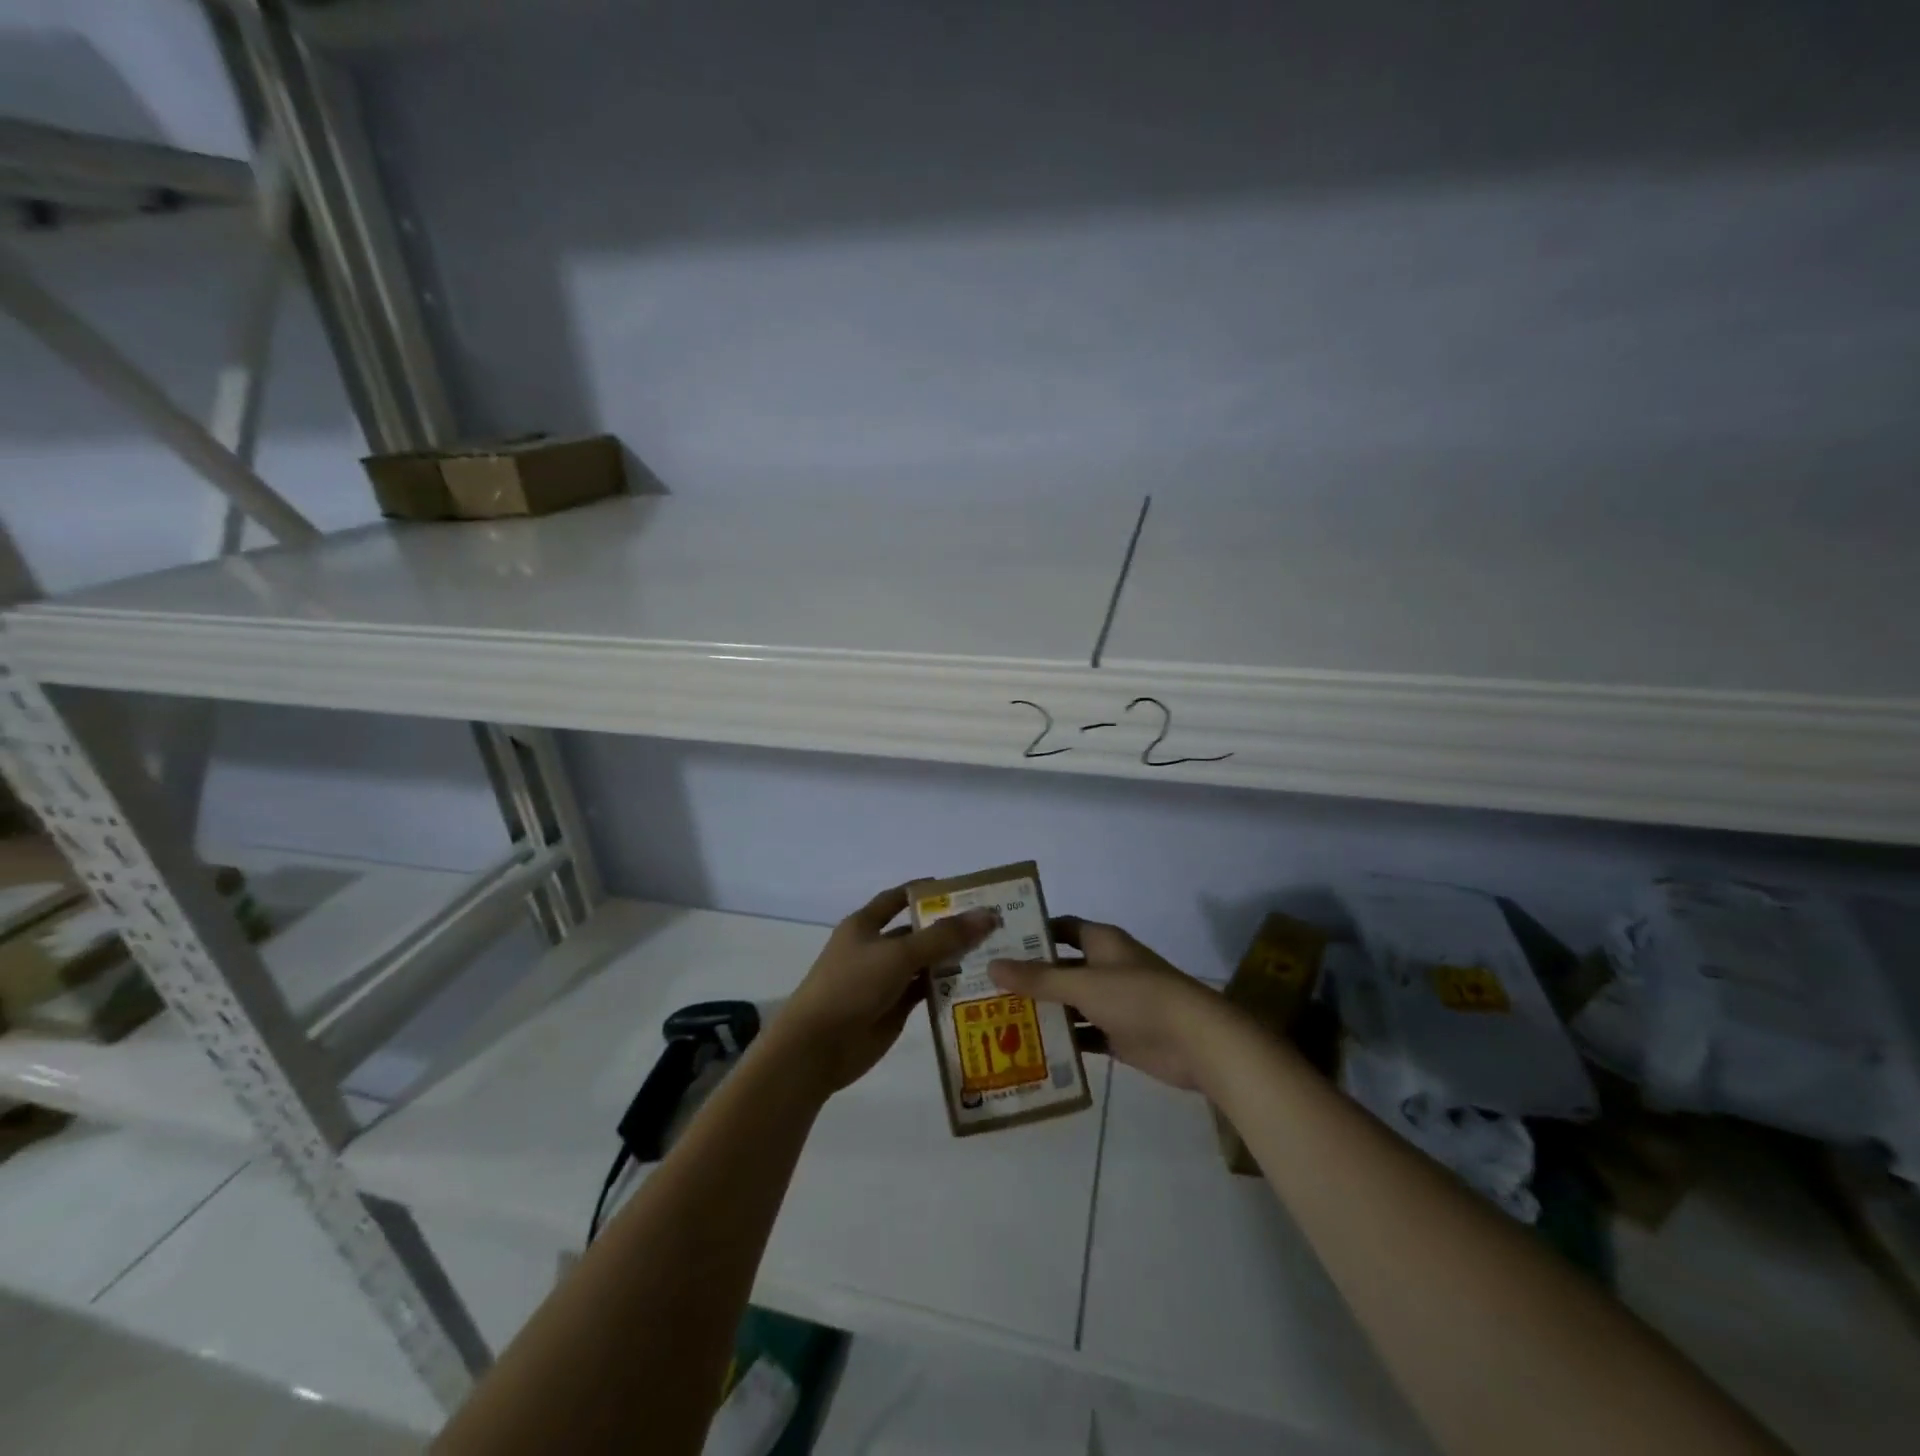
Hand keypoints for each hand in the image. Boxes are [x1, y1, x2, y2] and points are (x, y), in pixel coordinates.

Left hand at [769, 886, 998, 1095]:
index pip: (898, 898)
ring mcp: (885, 980)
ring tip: (994, 953)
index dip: (925, 892)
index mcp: (865, 925)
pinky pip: (925, 992)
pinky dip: (947, 987)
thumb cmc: (852, 985)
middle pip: (917, 932)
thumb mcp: (899, 954)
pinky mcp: (894, 1008)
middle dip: (949, 928)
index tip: (961, 889)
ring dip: (952, 959)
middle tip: (992, 924)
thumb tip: (987, 915)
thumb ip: (943, 937)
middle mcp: (875, 948)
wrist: (818, 1047)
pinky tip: (977, 984)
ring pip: (924, 963)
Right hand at [989, 917, 1221, 1089]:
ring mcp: (1114, 1003)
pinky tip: (1032, 1049)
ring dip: (1044, 1010)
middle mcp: (1106, 967)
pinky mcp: (1119, 1035)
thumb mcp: (1083, 984)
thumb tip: (992, 965)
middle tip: (988, 986)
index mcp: (1101, 942)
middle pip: (1062, 967)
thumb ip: (1038, 978)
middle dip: (1031, 976)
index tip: (998, 942)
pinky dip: (1064, 1041)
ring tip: (1000, 1018)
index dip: (1033, 932)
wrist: (1195, 1042)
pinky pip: (1084, 1034)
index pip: (1061, 928)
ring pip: (1071, 1003)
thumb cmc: (1138, 997)